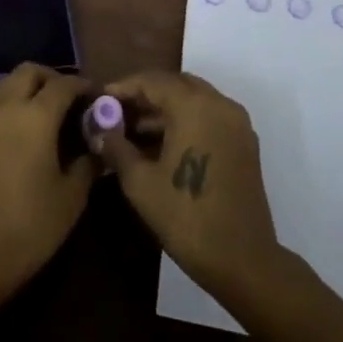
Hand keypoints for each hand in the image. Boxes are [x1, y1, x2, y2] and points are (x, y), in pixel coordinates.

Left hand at [0, 63, 95, 299]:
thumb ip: (87, 164)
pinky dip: (10, 100)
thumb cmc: (28, 226)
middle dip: (53, 78)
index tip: (98, 98)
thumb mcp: (70, 198)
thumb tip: (97, 147)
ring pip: (7, 82)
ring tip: (47, 110)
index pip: (64, 84)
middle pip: (30, 72)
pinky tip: (24, 126)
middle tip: (71, 100)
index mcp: (36, 116)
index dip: (84, 87)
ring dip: (28, 86)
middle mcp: (7, 106)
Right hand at [96, 71, 281, 301]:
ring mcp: (236, 122)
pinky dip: (185, 120)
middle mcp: (219, 103)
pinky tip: (162, 144)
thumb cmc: (186, 217)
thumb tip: (98, 129)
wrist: (243, 261)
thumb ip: (116, 147)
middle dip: (144, 95)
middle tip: (116, 113)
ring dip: (164, 109)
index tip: (100, 100)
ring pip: (194, 99)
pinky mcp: (244, 142)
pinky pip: (209, 116)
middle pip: (175, 84)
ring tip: (133, 131)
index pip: (152, 80)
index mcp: (194, 106)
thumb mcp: (140, 183)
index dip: (123, 88)